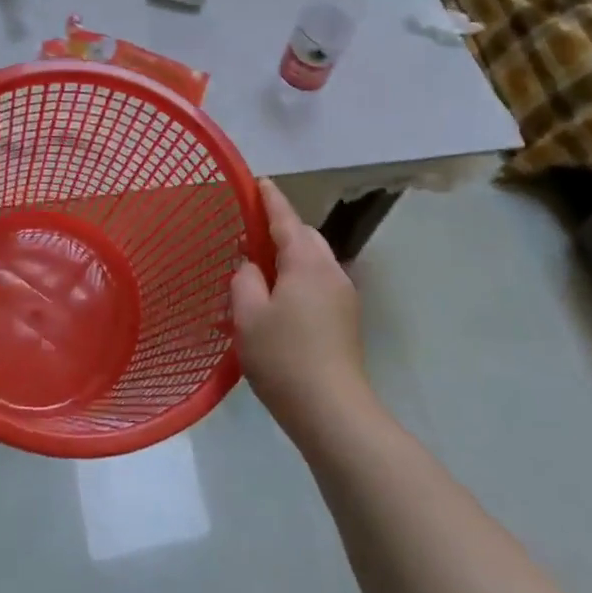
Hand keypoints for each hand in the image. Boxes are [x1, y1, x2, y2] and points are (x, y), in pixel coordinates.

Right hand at [230, 179, 372, 439]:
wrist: (333, 411)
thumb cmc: (284, 358)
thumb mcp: (248, 315)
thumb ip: (244, 279)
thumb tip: (251, 266)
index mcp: (306, 262)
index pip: (285, 218)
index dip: (269, 198)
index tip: (258, 181)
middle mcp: (331, 270)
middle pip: (304, 236)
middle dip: (280, 229)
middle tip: (249, 234)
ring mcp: (344, 296)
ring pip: (313, 261)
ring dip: (289, 256)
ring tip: (260, 270)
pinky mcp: (347, 319)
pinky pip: (318, 283)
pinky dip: (298, 278)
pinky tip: (279, 301)